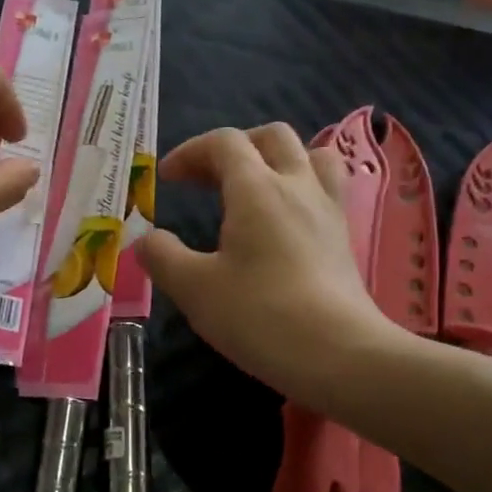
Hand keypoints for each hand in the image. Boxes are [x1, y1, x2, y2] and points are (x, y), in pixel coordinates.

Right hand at [138, 124, 390, 404]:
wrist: (339, 354)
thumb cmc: (260, 316)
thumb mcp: (194, 289)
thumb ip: (162, 257)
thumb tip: (146, 240)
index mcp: (257, 189)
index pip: (224, 143)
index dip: (191, 152)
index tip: (167, 179)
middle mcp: (297, 186)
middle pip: (271, 137)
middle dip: (234, 147)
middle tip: (208, 179)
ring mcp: (328, 210)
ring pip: (311, 155)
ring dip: (278, 160)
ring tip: (255, 188)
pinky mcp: (344, 238)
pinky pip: (326, 189)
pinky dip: (301, 188)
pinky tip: (285, 222)